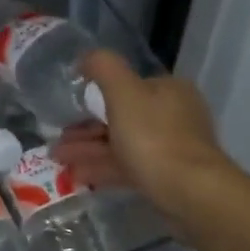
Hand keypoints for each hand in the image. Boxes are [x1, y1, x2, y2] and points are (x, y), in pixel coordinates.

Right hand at [54, 51, 242, 228]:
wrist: (191, 193)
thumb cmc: (154, 136)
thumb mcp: (123, 91)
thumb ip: (103, 67)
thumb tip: (86, 57)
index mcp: (167, 90)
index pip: (126, 86)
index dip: (93, 96)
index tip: (67, 110)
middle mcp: (173, 115)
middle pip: (120, 117)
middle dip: (85, 129)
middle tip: (57, 141)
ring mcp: (171, 148)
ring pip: (121, 144)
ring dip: (88, 150)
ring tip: (58, 159)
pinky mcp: (166, 177)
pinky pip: (128, 167)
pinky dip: (102, 168)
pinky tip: (77, 176)